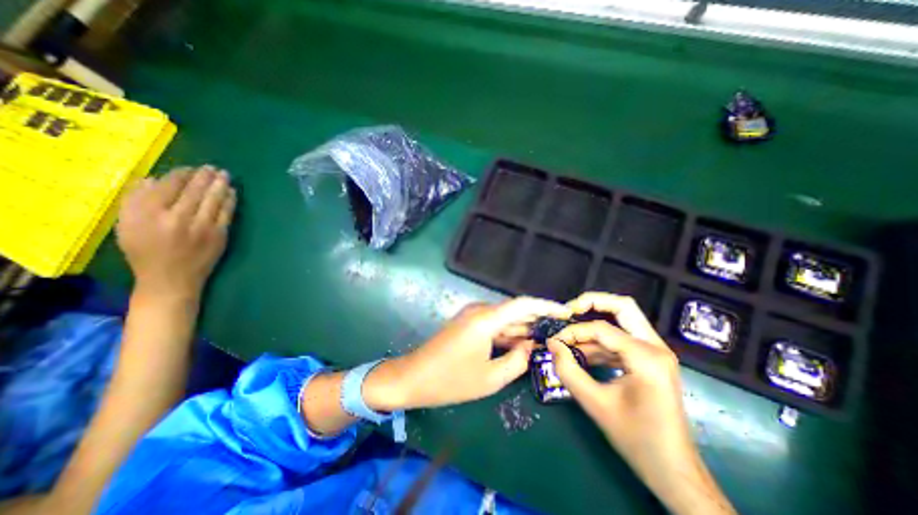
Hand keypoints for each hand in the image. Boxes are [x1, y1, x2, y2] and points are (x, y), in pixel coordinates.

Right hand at [118, 168, 235, 299]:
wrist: (172, 278)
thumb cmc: (146, 252)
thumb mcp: (126, 225)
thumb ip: (135, 200)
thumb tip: (152, 179)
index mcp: (148, 213)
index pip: (170, 185)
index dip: (183, 174)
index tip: (191, 168)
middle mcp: (177, 217)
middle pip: (195, 190)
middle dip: (206, 176)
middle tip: (214, 167)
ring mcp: (202, 226)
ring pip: (214, 199)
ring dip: (221, 185)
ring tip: (225, 175)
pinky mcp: (220, 234)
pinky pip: (227, 213)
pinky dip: (230, 200)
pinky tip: (233, 192)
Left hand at [365, 298, 566, 408]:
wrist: (413, 377)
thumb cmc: (450, 380)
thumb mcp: (490, 378)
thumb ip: (517, 361)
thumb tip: (531, 346)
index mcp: (486, 319)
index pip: (523, 304)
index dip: (546, 306)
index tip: (566, 311)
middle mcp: (480, 311)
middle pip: (515, 310)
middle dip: (538, 319)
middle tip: (561, 330)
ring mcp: (472, 316)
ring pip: (505, 318)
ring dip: (524, 327)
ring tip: (547, 338)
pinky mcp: (468, 324)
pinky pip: (494, 325)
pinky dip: (509, 333)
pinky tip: (523, 343)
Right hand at [547, 294, 736, 514]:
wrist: (673, 471)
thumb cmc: (636, 439)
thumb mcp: (594, 403)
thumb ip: (568, 370)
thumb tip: (551, 344)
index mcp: (646, 357)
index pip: (601, 328)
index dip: (574, 331)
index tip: (554, 342)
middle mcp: (655, 347)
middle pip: (623, 307)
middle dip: (592, 303)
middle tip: (568, 310)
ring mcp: (655, 353)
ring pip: (621, 322)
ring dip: (593, 327)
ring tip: (569, 340)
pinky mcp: (649, 361)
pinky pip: (621, 341)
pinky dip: (600, 343)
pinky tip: (582, 355)